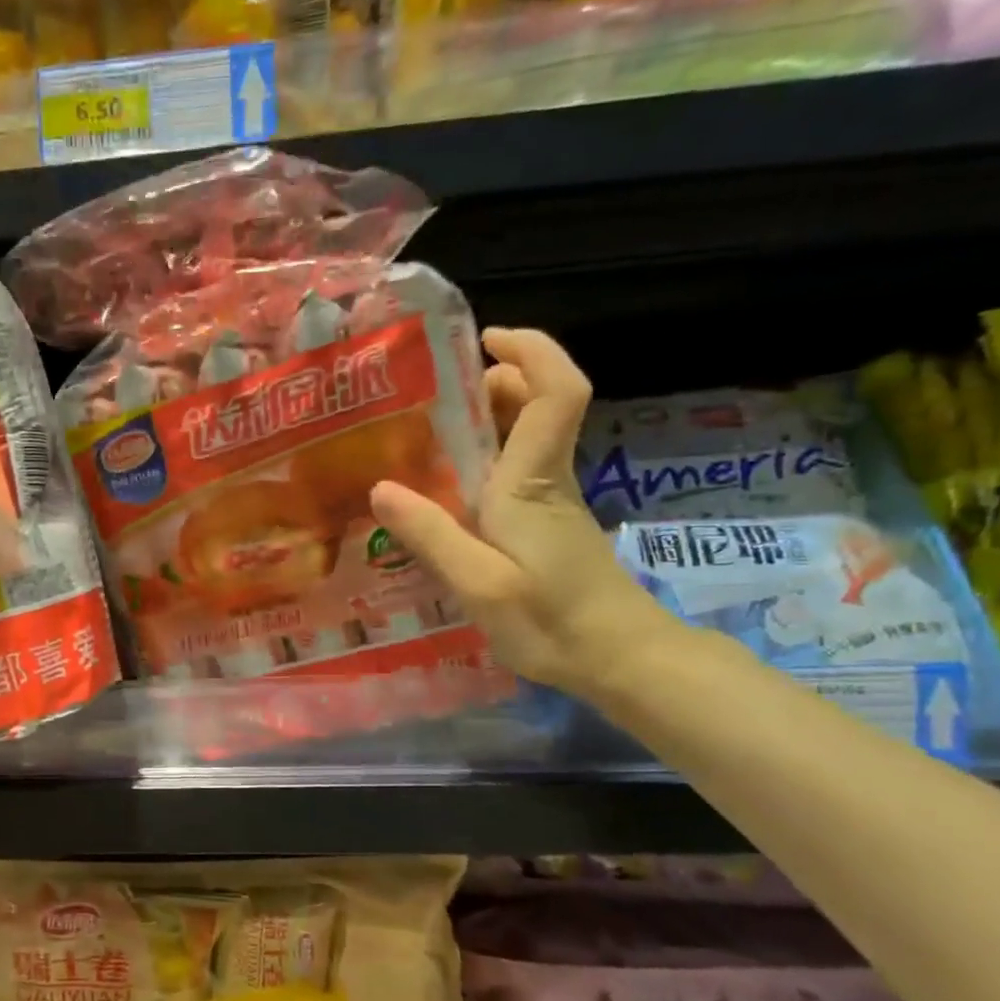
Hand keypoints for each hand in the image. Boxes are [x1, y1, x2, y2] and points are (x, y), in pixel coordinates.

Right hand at [371, 327, 677, 700]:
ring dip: (491, 417)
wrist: (619, 660)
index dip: (532, 351)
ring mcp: (550, 501)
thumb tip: (380, 487)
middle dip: (498, 380)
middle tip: (437, 392)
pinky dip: (487, 456)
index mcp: (533, 482)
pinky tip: (446, 486)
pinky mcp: (547, 524)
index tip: (487, 340)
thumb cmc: (551, 622)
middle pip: (541, 403)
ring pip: (529, 435)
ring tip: (429, 432)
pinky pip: (518, 468)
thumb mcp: (479, 584)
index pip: (557, 393)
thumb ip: (432, 534)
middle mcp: (547, 479)